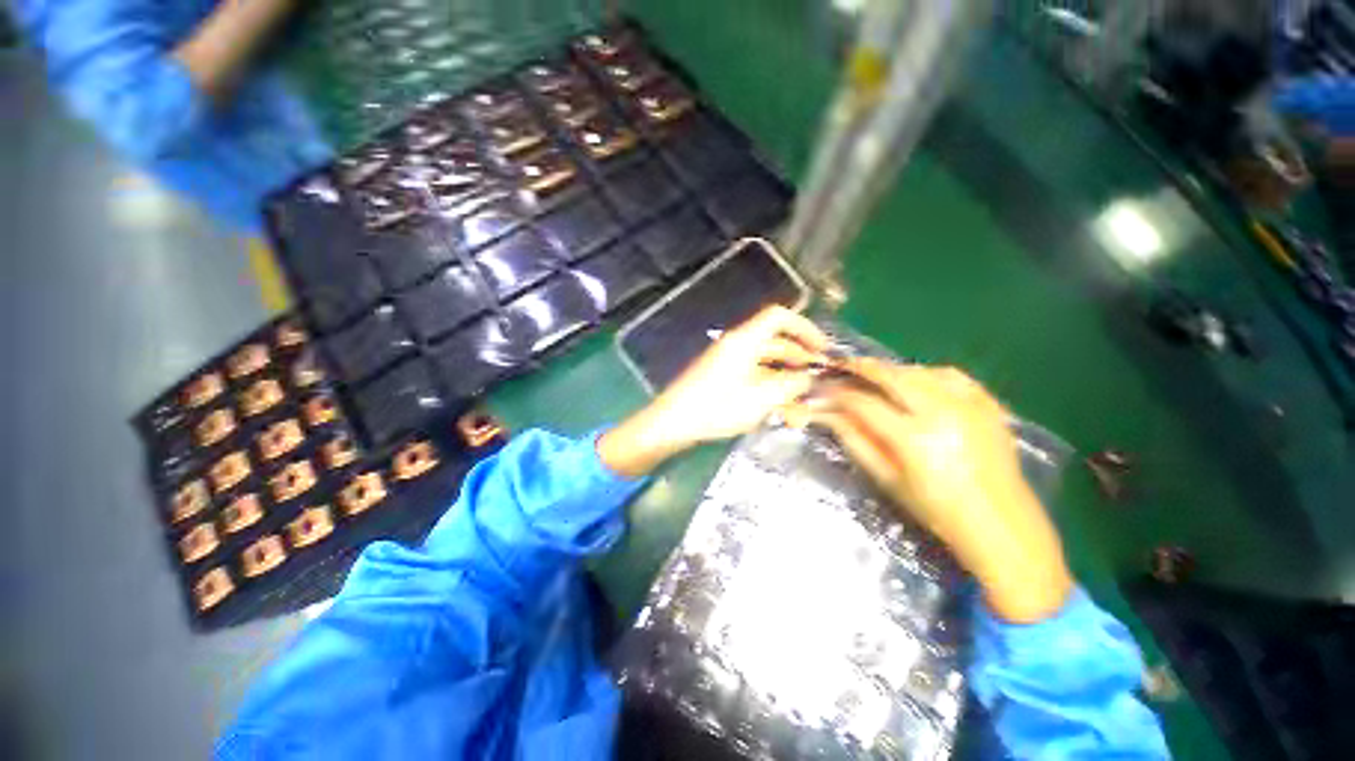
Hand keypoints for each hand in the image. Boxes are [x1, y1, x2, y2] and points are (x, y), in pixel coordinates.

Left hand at [599, 306, 828, 477]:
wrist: (674, 422)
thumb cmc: (717, 407)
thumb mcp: (762, 397)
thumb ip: (792, 385)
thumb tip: (808, 378)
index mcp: (745, 340)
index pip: (779, 316)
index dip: (804, 327)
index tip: (821, 348)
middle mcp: (737, 346)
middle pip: (775, 342)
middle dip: (800, 360)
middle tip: (818, 379)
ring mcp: (728, 362)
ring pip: (766, 364)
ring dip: (786, 380)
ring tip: (803, 405)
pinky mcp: (722, 378)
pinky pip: (752, 377)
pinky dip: (768, 389)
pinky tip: (781, 411)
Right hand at [785, 360, 1072, 622]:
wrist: (1002, 525)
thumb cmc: (937, 510)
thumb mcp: (887, 478)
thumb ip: (855, 439)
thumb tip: (827, 413)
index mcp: (914, 439)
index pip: (864, 403)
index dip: (838, 393)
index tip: (822, 389)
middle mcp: (942, 413)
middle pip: (891, 375)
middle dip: (861, 366)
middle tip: (841, 365)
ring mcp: (969, 404)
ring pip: (918, 370)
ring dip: (890, 370)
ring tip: (873, 376)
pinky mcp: (988, 403)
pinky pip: (949, 375)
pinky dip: (925, 373)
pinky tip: (914, 382)